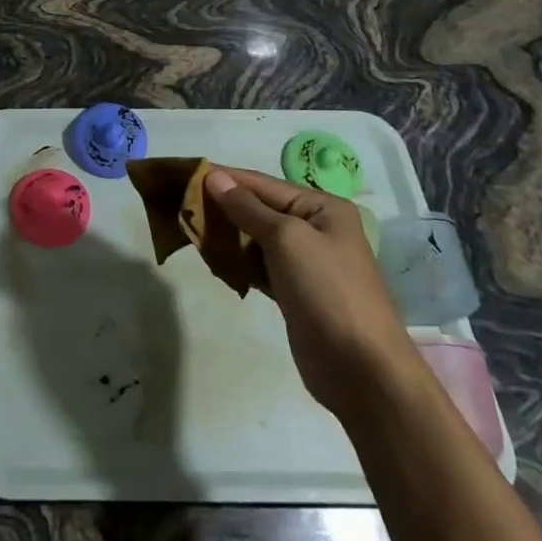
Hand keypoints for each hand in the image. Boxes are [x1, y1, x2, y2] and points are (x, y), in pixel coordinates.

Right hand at [203, 168, 421, 419]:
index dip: (227, 178)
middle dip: (223, 206)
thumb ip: (248, 208)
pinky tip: (213, 258)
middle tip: (181, 202)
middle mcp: (316, 229)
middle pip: (259, 209)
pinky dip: (236, 261)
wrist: (360, 368)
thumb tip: (214, 177)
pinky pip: (258, 265)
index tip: (188, 172)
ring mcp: (305, 263)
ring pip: (256, 238)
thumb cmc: (327, 290)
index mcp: (323, 208)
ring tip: (189, 227)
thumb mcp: (286, 238)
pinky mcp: (293, 292)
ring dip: (227, 234)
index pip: (264, 184)